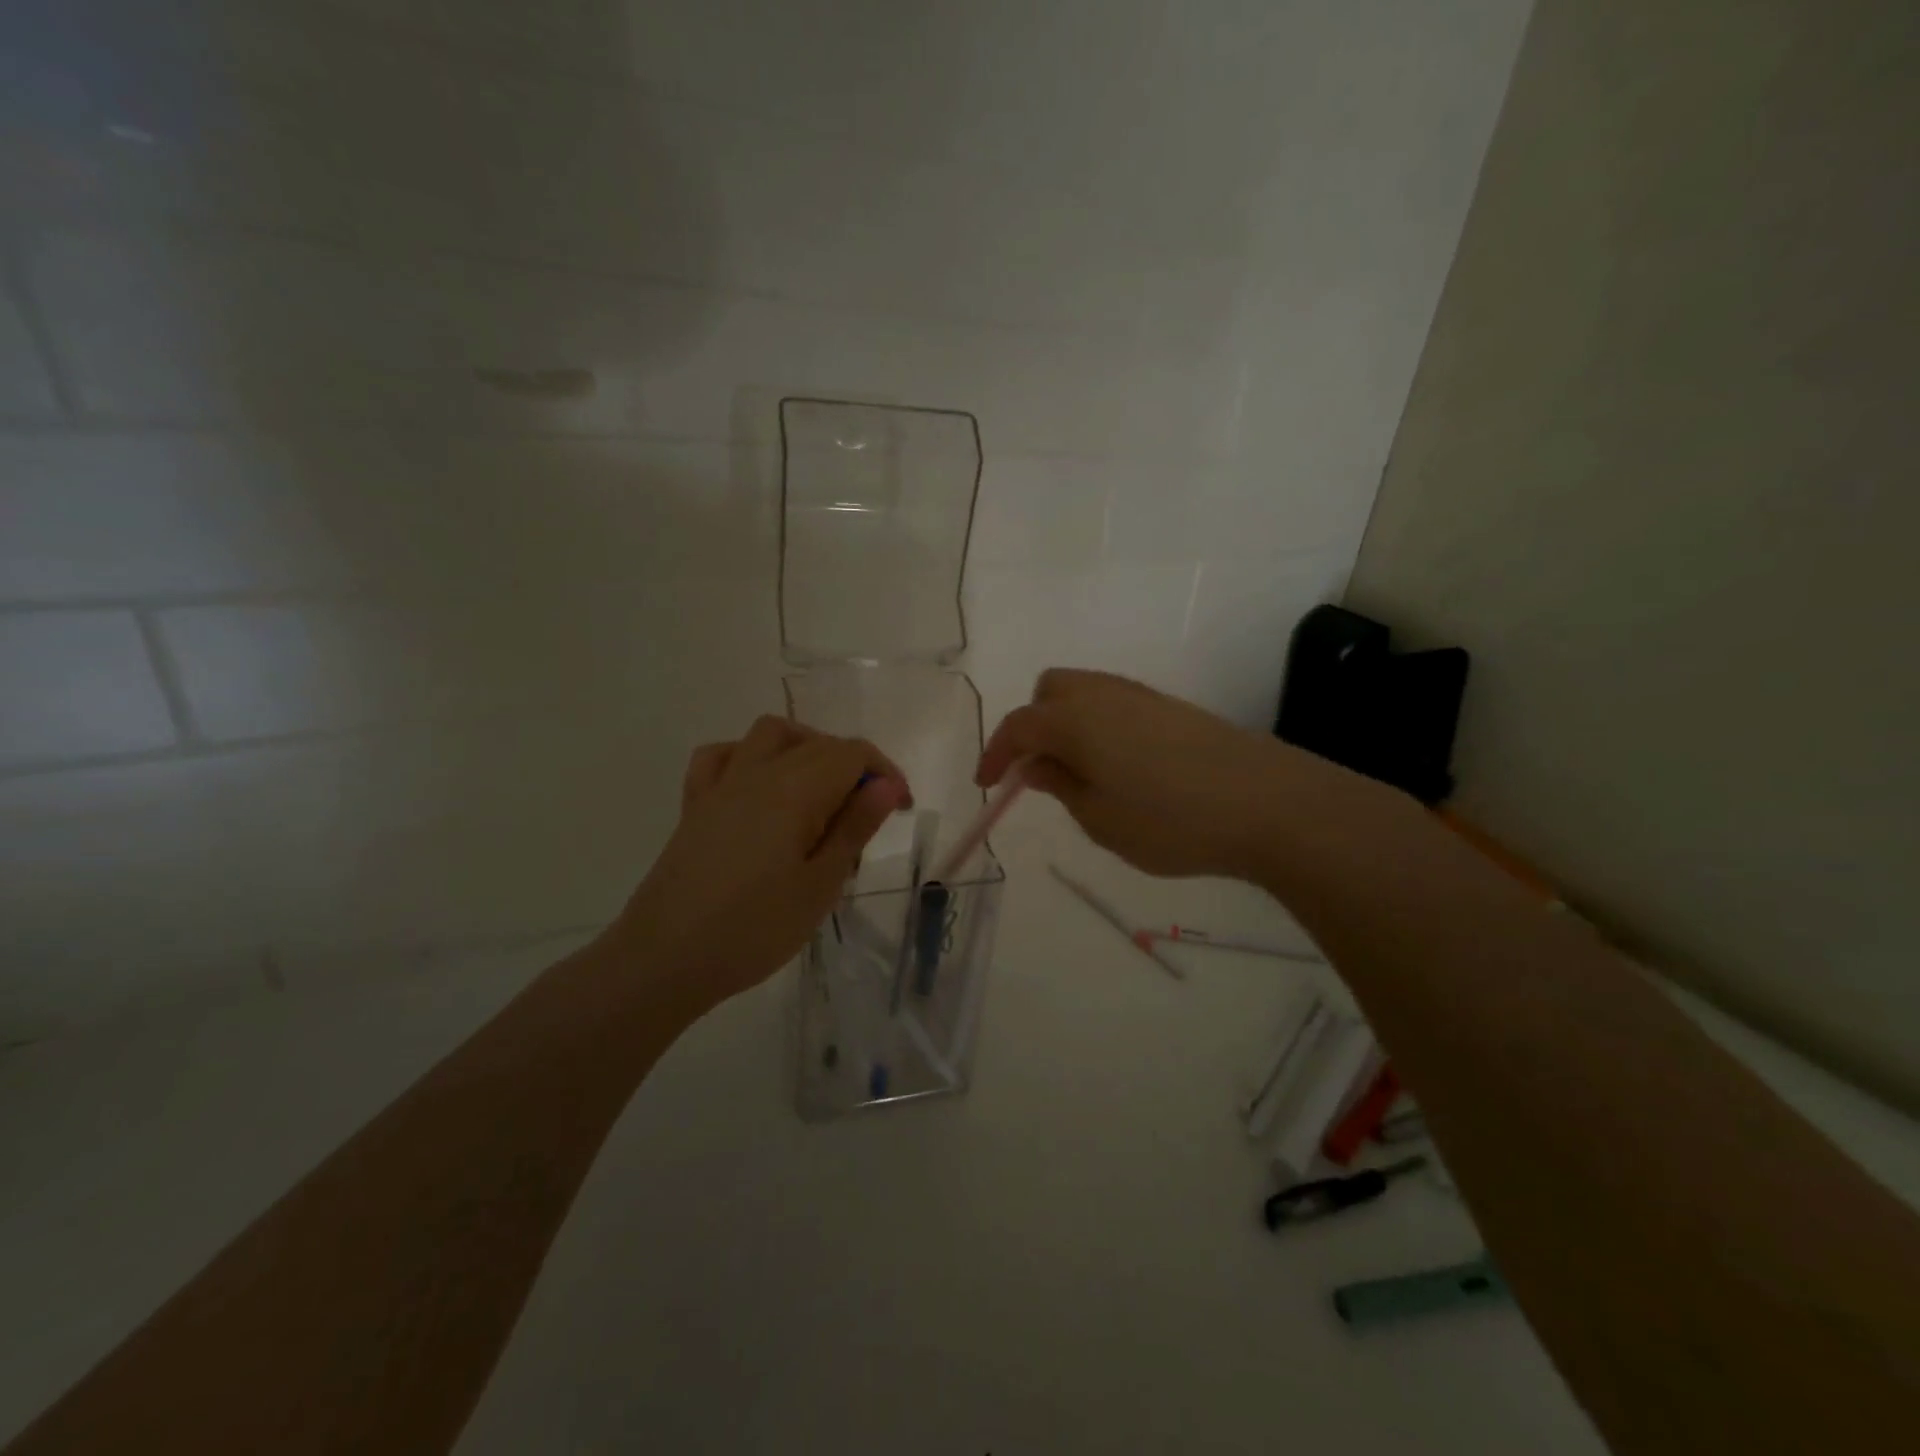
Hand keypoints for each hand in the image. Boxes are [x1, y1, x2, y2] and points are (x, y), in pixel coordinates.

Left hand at [610, 716, 909, 1015]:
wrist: (665, 959)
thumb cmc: (754, 929)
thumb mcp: (820, 884)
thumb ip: (854, 827)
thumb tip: (885, 784)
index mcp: (795, 790)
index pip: (853, 754)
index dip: (885, 774)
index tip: (899, 811)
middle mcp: (758, 772)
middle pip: (818, 744)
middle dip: (854, 769)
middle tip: (865, 821)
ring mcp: (721, 785)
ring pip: (771, 735)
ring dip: (806, 748)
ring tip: (820, 792)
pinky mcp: (696, 804)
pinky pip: (723, 756)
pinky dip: (749, 757)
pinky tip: (760, 787)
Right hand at [977, 668, 1343, 881]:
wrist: (1266, 803)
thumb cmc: (1169, 819)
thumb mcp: (1099, 818)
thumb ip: (1059, 784)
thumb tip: (1033, 764)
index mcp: (1074, 718)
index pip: (1019, 725)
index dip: (995, 753)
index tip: (986, 785)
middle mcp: (1103, 694)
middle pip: (1050, 690)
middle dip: (1032, 724)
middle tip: (1037, 769)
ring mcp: (1142, 696)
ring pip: (1085, 693)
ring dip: (1066, 723)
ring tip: (1077, 772)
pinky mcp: (1172, 708)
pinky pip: (1115, 704)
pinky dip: (1098, 726)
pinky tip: (1119, 766)